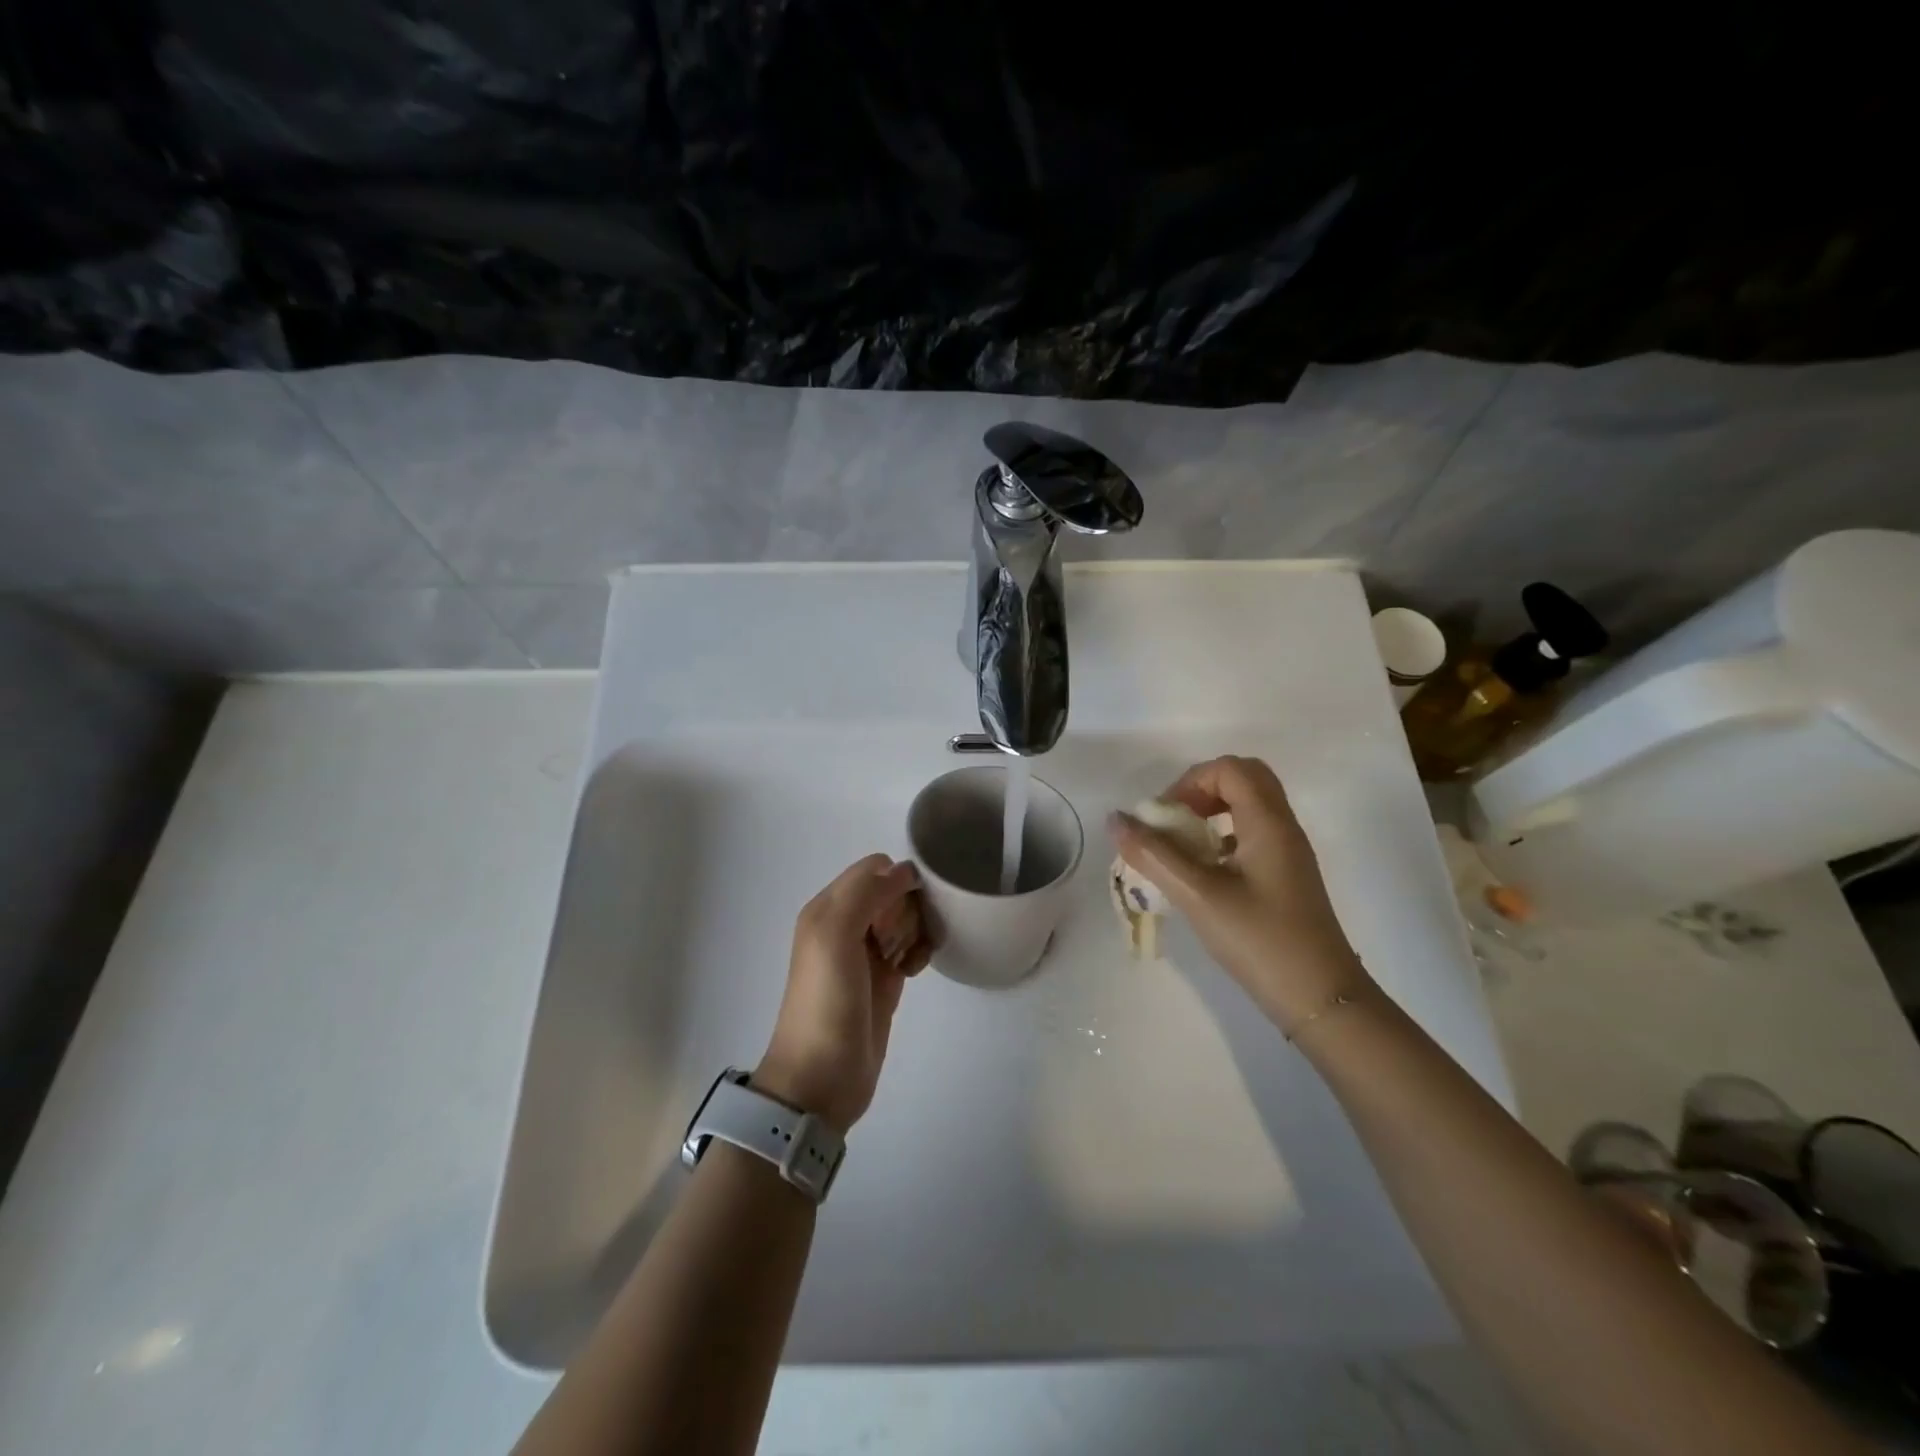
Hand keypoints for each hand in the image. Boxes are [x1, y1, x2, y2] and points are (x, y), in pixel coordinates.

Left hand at [755, 855, 930, 1132]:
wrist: (821, 1078)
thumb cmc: (826, 1002)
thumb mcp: (835, 935)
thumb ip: (866, 893)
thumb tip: (905, 871)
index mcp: (829, 907)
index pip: (874, 868)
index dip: (895, 881)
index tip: (903, 910)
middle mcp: (846, 923)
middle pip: (894, 891)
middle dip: (909, 909)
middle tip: (901, 941)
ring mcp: (866, 952)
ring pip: (906, 918)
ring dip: (917, 931)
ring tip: (910, 960)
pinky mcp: (885, 979)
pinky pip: (911, 946)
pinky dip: (919, 952)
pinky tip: (915, 971)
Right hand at [1109, 755, 1367, 1032]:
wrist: (1321, 999)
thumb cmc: (1260, 940)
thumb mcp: (1198, 896)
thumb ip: (1154, 855)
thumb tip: (1115, 819)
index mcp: (1268, 823)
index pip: (1229, 769)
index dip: (1190, 783)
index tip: (1165, 819)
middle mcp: (1283, 828)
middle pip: (1243, 779)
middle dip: (1200, 791)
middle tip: (1174, 822)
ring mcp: (1288, 852)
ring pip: (1249, 806)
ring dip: (1211, 814)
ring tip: (1182, 847)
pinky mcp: (1285, 876)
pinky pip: (1252, 834)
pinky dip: (1222, 837)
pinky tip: (1203, 873)